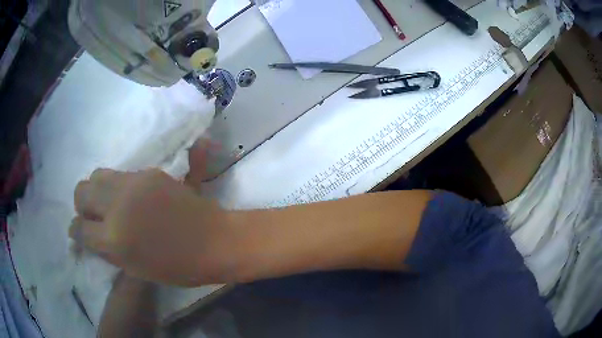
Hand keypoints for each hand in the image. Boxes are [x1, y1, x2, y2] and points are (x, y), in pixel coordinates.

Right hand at [70, 141, 238, 286]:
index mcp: (114, 238)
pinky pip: (121, 174)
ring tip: (107, 203)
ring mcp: (133, 183)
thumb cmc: (177, 267)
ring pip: (98, 175)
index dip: (76, 231)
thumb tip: (87, 235)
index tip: (78, 233)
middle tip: (91, 215)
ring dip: (96, 190)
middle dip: (81, 204)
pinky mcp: (149, 172)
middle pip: (81, 191)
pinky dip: (116, 186)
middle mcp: (117, 204)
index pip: (80, 229)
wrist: (214, 241)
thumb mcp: (134, 268)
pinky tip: (127, 198)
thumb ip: (107, 249)